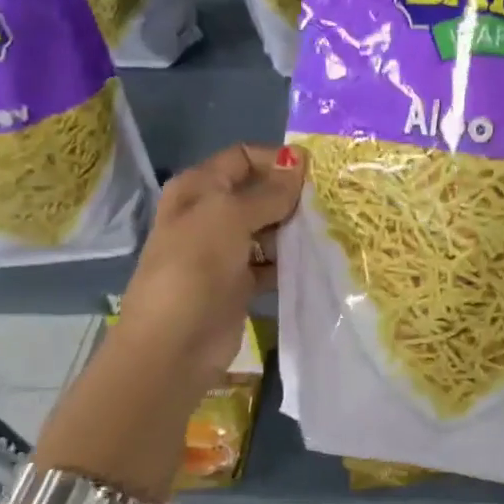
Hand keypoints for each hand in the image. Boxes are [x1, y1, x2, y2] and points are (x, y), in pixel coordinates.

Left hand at [110, 143, 304, 405]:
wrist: (173, 345)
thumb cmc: (195, 268)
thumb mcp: (229, 217)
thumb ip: (267, 192)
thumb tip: (298, 161)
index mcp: (197, 189)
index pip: (242, 158)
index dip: (276, 160)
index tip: (316, 173)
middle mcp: (209, 214)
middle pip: (257, 193)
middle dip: (290, 195)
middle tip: (330, 202)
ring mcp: (223, 251)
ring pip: (266, 229)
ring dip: (293, 229)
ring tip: (329, 230)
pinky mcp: (238, 284)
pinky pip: (270, 263)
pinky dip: (289, 262)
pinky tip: (316, 261)